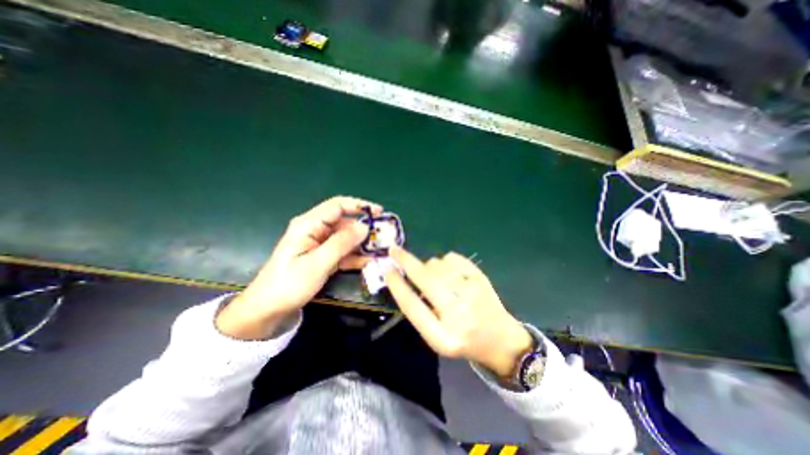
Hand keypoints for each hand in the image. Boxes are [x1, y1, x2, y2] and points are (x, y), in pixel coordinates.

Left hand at [214, 197, 382, 338]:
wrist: (269, 308)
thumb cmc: (289, 284)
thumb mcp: (317, 263)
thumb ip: (341, 243)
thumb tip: (364, 227)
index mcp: (309, 225)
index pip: (338, 206)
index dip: (359, 206)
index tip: (379, 213)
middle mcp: (316, 230)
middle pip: (345, 222)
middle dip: (365, 229)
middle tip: (384, 237)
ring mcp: (320, 244)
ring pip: (346, 237)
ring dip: (362, 244)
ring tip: (381, 250)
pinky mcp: (324, 256)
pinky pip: (343, 251)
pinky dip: (355, 255)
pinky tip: (369, 262)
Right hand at [384, 245, 532, 376]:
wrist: (501, 340)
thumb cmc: (463, 340)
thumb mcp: (437, 337)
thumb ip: (419, 311)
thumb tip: (404, 278)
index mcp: (443, 336)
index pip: (413, 307)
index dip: (397, 286)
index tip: (387, 269)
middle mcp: (458, 314)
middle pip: (425, 279)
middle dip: (406, 261)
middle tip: (394, 251)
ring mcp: (472, 293)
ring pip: (438, 265)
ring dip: (428, 266)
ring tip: (434, 276)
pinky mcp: (481, 279)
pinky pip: (453, 258)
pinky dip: (445, 261)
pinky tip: (449, 272)